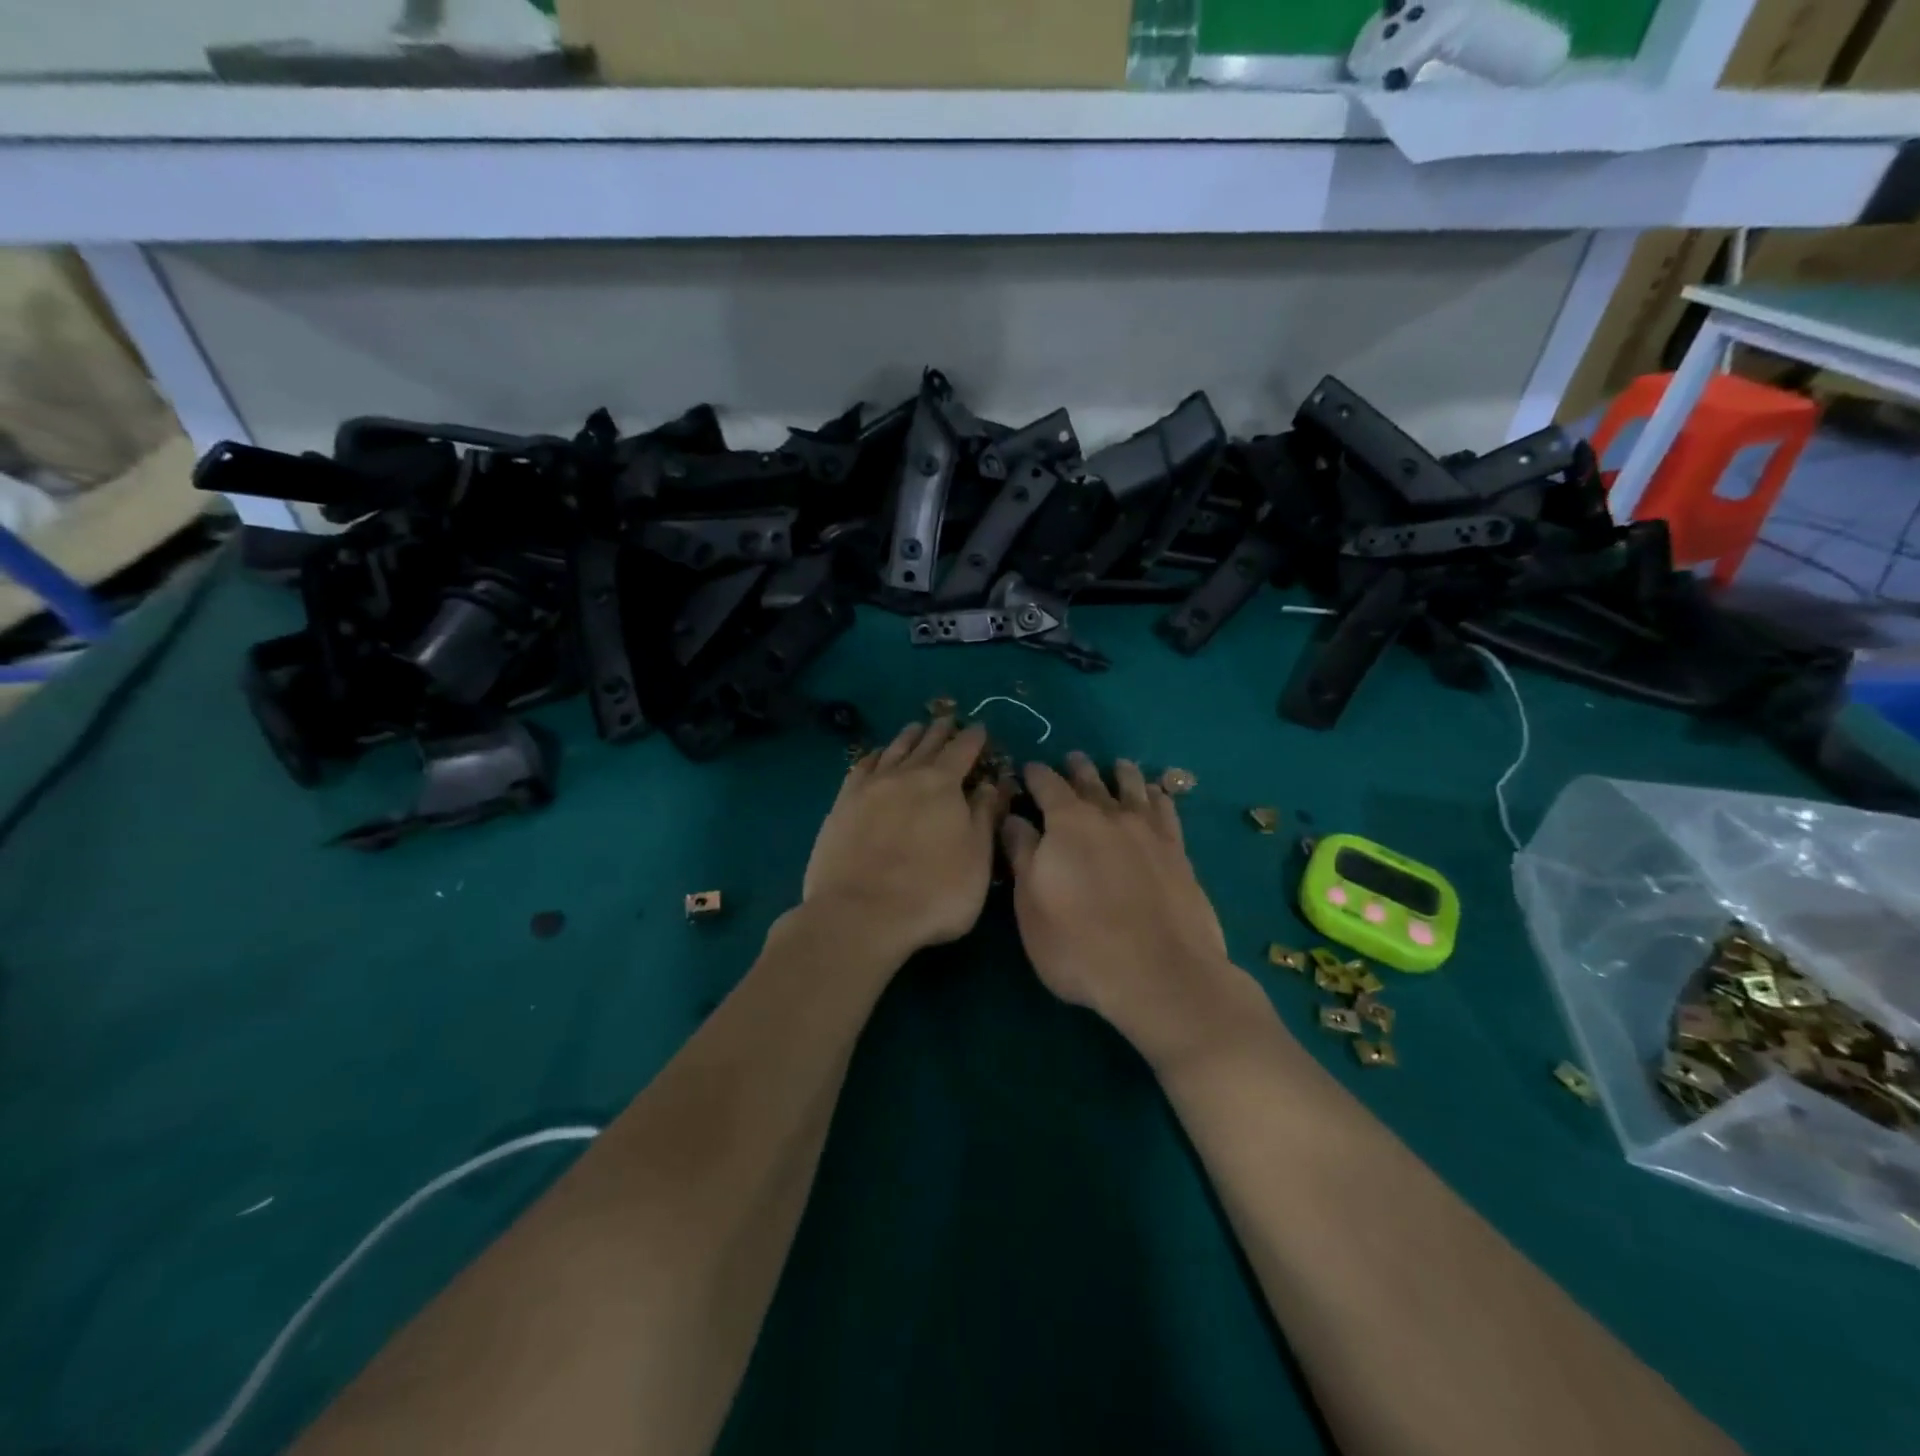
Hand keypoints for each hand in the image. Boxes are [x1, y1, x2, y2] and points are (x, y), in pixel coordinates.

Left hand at [802, 718, 1006, 962]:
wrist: (860, 914)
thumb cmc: (933, 893)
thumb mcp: (977, 858)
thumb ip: (984, 816)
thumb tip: (989, 784)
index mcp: (943, 784)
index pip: (963, 750)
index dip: (974, 737)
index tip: (980, 727)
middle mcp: (905, 775)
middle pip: (926, 744)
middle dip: (941, 730)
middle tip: (948, 719)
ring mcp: (869, 787)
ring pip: (892, 750)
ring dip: (908, 737)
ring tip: (915, 727)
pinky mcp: (842, 804)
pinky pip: (861, 767)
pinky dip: (873, 756)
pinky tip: (875, 756)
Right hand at [1001, 753, 1258, 1066]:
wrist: (1160, 974)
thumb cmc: (1079, 945)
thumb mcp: (1031, 905)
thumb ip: (1023, 855)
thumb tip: (1013, 818)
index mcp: (1067, 823)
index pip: (1047, 785)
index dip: (1035, 774)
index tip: (1028, 768)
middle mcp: (1109, 816)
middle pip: (1090, 781)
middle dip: (1077, 768)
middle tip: (1072, 758)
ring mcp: (1148, 832)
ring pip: (1133, 789)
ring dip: (1121, 774)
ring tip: (1118, 765)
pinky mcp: (1178, 853)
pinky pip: (1167, 811)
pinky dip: (1159, 797)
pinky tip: (1158, 795)